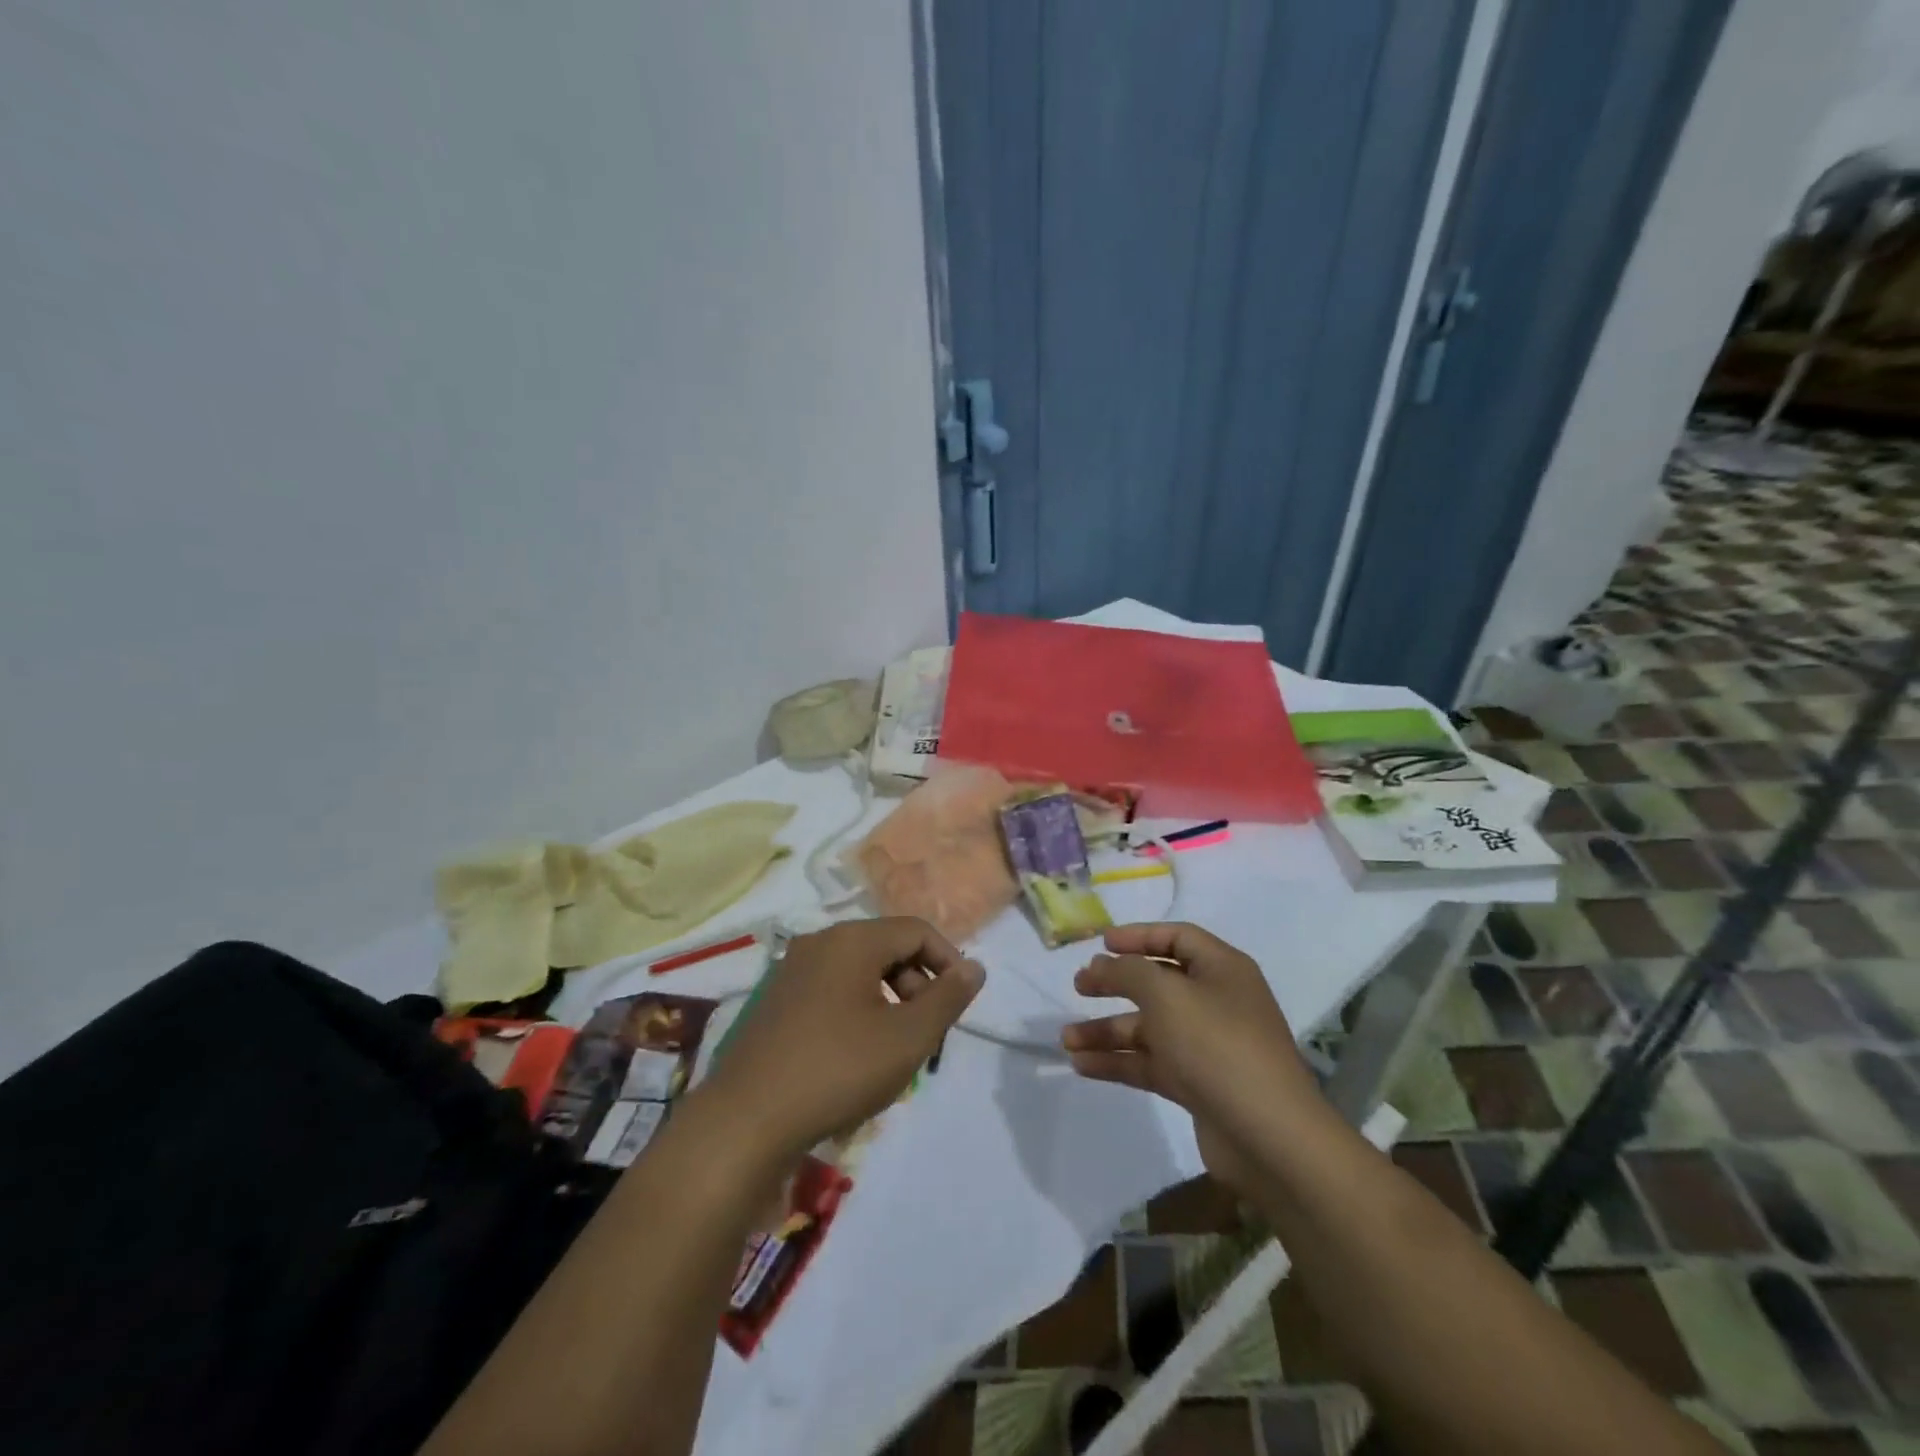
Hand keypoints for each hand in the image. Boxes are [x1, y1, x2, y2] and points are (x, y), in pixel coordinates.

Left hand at [695, 917, 982, 1162]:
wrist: (745, 1121)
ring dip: (889, 1000)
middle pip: (886, 948)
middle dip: (917, 984)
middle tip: (927, 1032)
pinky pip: (832, 990)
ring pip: (859, 971)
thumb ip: (947, 998)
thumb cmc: (837, 1070)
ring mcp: (791, 971)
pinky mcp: (775, 1001)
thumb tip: (974, 966)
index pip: (916, 931)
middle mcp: (819, 942)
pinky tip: (855, 1056)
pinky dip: (857, 1011)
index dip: (948, 961)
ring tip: (895, 1049)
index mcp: (851, 940)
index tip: (960, 1003)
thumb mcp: (907, 1038)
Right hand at [1061, 923, 1320, 1190]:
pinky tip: (1083, 1065)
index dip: (1138, 937)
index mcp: (1222, 969)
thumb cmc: (1217, 1046)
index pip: (1177, 938)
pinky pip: (1151, 1063)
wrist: (1270, 1138)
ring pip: (1149, 1028)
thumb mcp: (1166, 995)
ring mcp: (1208, 1046)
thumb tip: (1102, 964)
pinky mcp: (1198, 1085)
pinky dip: (1118, 1062)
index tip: (1101, 944)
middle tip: (1079, 987)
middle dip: (1115, 983)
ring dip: (1108, 1030)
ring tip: (1067, 1039)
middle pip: (1158, 983)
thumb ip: (1127, 972)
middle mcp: (1216, 1002)